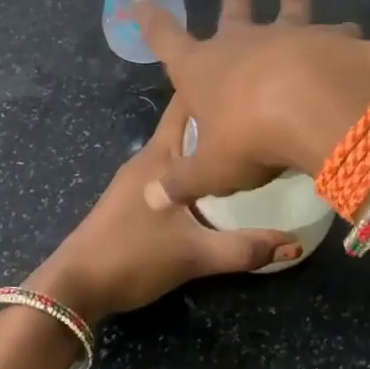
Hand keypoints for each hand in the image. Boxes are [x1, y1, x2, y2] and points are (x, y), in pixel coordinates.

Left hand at [24, 96, 299, 325]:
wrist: (73, 289)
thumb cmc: (133, 257)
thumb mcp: (195, 255)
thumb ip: (245, 248)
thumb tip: (296, 241)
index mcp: (160, 157)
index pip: (185, 105)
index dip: (212, 87)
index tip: (248, 79)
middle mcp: (148, 158)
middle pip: (185, 124)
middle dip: (218, 116)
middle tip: (259, 114)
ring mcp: (136, 178)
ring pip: (178, 148)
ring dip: (206, 142)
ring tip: (246, 143)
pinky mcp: (131, 198)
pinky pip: (170, 168)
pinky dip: (193, 165)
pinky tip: (215, 182)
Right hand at [132, 0, 369, 208]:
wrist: (318, 106)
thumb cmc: (251, 136)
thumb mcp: (211, 170)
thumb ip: (183, 181)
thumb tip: (152, 197)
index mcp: (202, 68)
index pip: (166, 38)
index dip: (150, 20)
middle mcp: (242, 43)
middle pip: (233, 15)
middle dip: (233, 2)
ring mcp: (288, 36)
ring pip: (287, 13)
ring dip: (291, 2)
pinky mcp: (330, 39)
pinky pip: (335, 32)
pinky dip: (341, 33)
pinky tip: (352, 32)